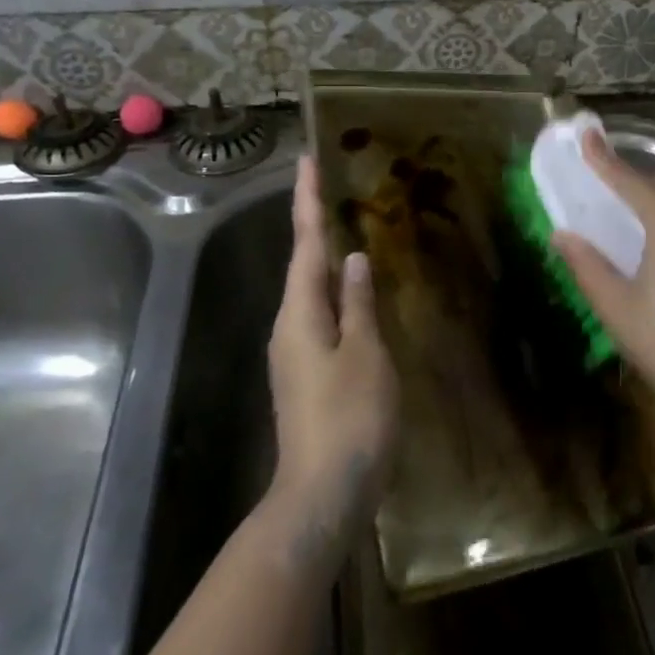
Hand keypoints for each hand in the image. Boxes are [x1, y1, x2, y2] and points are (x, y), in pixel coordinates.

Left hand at [267, 156, 399, 550]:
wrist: (322, 494)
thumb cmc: (350, 418)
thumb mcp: (365, 354)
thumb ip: (359, 304)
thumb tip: (352, 259)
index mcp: (300, 312)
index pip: (305, 243)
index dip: (308, 200)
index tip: (307, 160)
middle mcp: (289, 325)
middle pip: (301, 263)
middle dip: (312, 222)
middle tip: (326, 186)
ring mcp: (294, 352)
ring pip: (309, 291)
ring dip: (321, 256)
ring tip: (340, 227)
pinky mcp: (306, 373)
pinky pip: (319, 316)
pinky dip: (332, 292)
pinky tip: (349, 293)